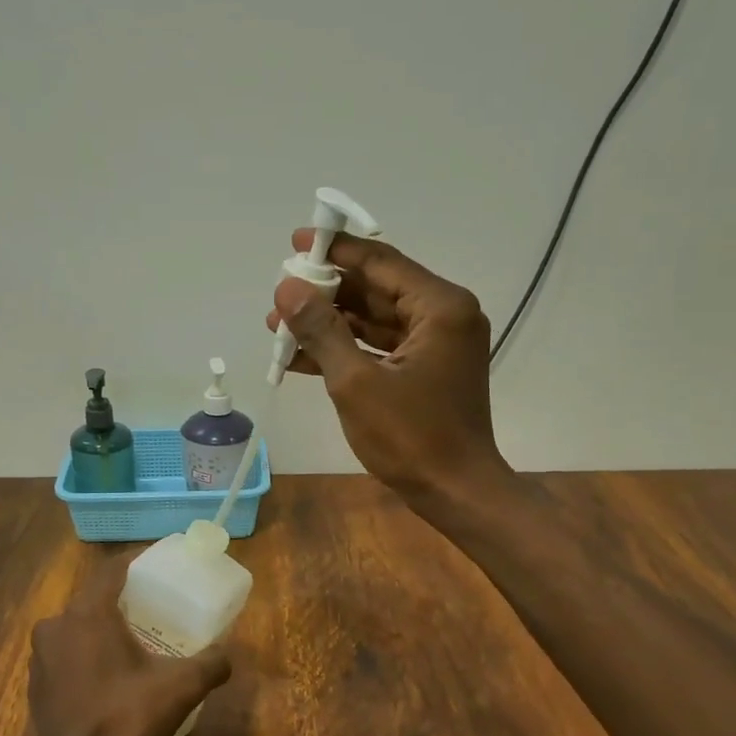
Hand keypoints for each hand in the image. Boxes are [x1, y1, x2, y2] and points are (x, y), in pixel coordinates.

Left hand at [27, 560, 231, 735]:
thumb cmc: (127, 717)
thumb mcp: (180, 687)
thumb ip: (210, 664)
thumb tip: (228, 655)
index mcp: (88, 613)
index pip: (111, 570)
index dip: (134, 561)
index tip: (156, 564)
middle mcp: (57, 625)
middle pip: (92, 599)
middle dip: (121, 600)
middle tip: (151, 608)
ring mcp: (41, 658)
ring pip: (76, 628)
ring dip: (100, 630)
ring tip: (131, 643)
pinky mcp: (35, 686)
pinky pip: (65, 657)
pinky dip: (85, 657)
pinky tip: (107, 678)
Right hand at [268, 229, 512, 506]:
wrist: (456, 492)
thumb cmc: (411, 437)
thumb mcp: (356, 381)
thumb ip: (321, 329)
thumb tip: (287, 288)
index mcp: (440, 307)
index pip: (381, 262)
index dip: (335, 251)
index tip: (295, 243)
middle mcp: (444, 316)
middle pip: (377, 289)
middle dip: (326, 293)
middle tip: (280, 295)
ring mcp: (436, 344)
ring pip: (374, 320)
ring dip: (329, 323)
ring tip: (279, 328)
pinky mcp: (425, 370)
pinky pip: (379, 347)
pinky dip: (345, 350)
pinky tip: (300, 357)